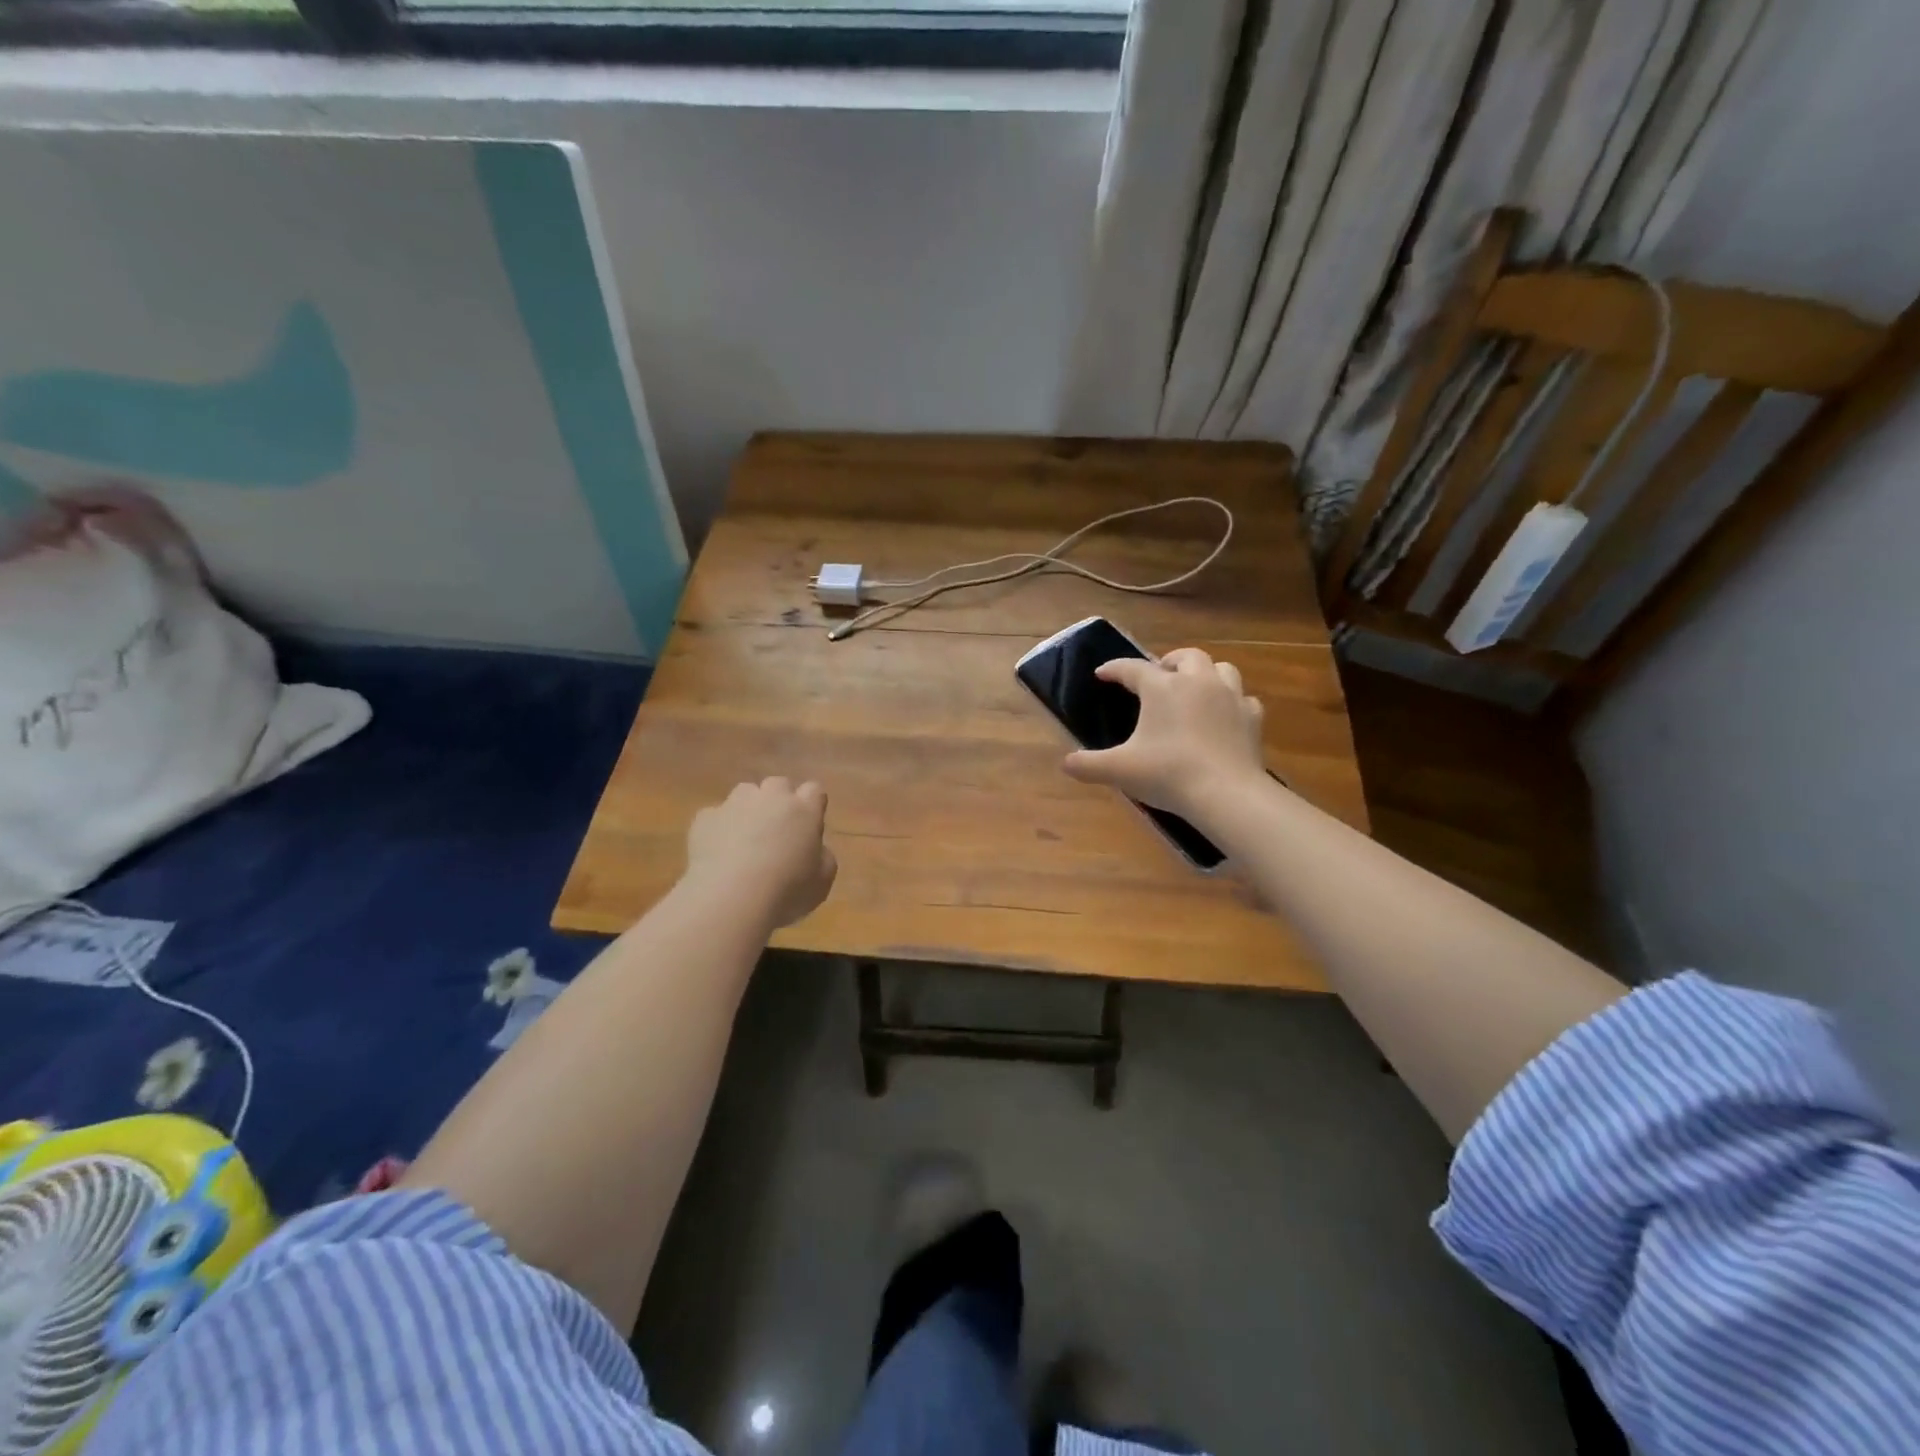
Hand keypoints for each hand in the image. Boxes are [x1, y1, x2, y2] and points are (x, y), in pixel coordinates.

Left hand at [685, 778, 837, 928]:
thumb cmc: (787, 890)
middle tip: (777, 831)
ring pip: (745, 793)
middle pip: (778, 784)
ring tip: (744, 839)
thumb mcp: (822, 881)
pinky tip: (718, 853)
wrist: (731, 897)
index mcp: (804, 810)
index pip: (814, 790)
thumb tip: (814, 848)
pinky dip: (719, 828)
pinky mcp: (705, 817)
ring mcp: (735, 804)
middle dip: (779, 801)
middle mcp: (771, 797)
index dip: (811, 805)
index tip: (809, 826)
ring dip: (748, 808)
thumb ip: (822, 856)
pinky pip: (715, 816)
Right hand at [1062, 648, 1264, 818]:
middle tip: (1158, 677)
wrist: (1226, 794)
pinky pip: (1242, 699)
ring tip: (1194, 690)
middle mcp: (1197, 682)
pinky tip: (1223, 716)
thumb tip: (1066, 763)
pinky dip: (1231, 702)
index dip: (1114, 669)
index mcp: (1162, 687)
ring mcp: (1230, 697)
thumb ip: (1088, 765)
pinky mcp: (1252, 718)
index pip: (1132, 668)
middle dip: (1169, 662)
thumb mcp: (1119, 770)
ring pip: (1220, 669)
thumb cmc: (1167, 773)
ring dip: (1205, 674)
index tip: (1102, 674)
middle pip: (1185, 657)